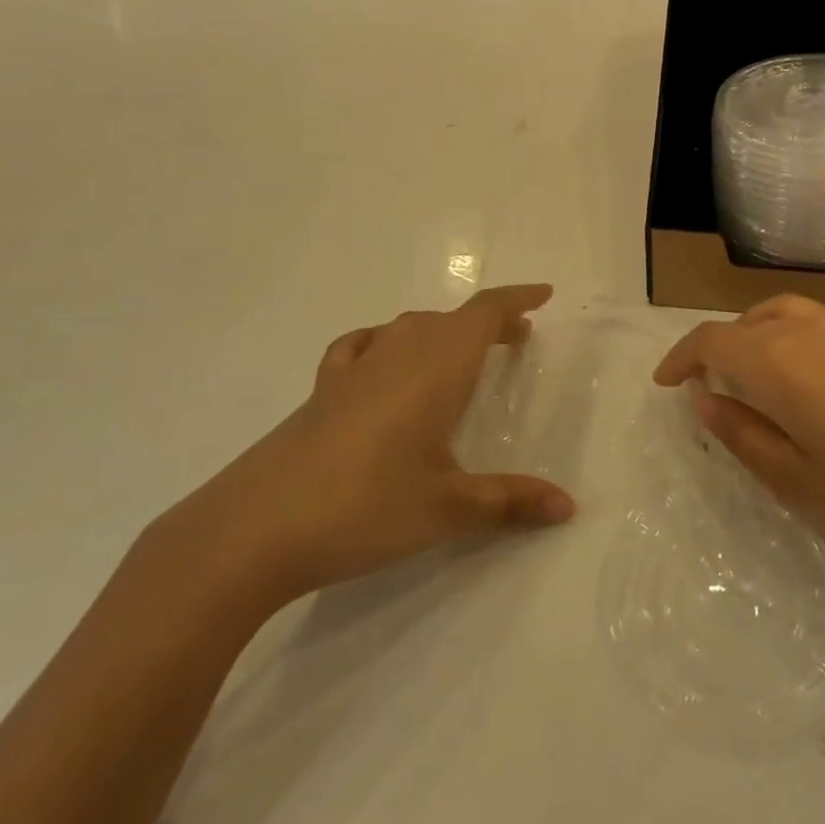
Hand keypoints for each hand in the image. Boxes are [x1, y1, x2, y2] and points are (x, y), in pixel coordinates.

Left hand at [160, 285, 575, 614]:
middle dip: (487, 322)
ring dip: (442, 331)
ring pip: (407, 328)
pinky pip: (361, 347)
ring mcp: (354, 370)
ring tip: (459, 354)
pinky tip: (381, 363)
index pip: (483, 314)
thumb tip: (569, 506)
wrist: (255, 529)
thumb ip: (510, 502)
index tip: (543, 294)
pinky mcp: (321, 391)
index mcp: (435, 369)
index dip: (515, 299)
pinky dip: (385, 342)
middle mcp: (397, 355)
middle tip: (515, 340)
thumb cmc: (366, 508)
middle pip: (449, 319)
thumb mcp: (447, 509)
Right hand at [654, 295, 824, 572]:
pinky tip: (808, 378)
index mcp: (780, 361)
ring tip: (753, 377)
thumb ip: (742, 434)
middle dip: (718, 350)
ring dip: (754, 337)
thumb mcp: (798, 482)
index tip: (666, 383)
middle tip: (711, 391)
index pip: (711, 340)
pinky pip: (815, 321)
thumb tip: (704, 399)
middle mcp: (809, 329)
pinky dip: (790, 336)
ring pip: (781, 314)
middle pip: (745, 323)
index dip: (681, 357)